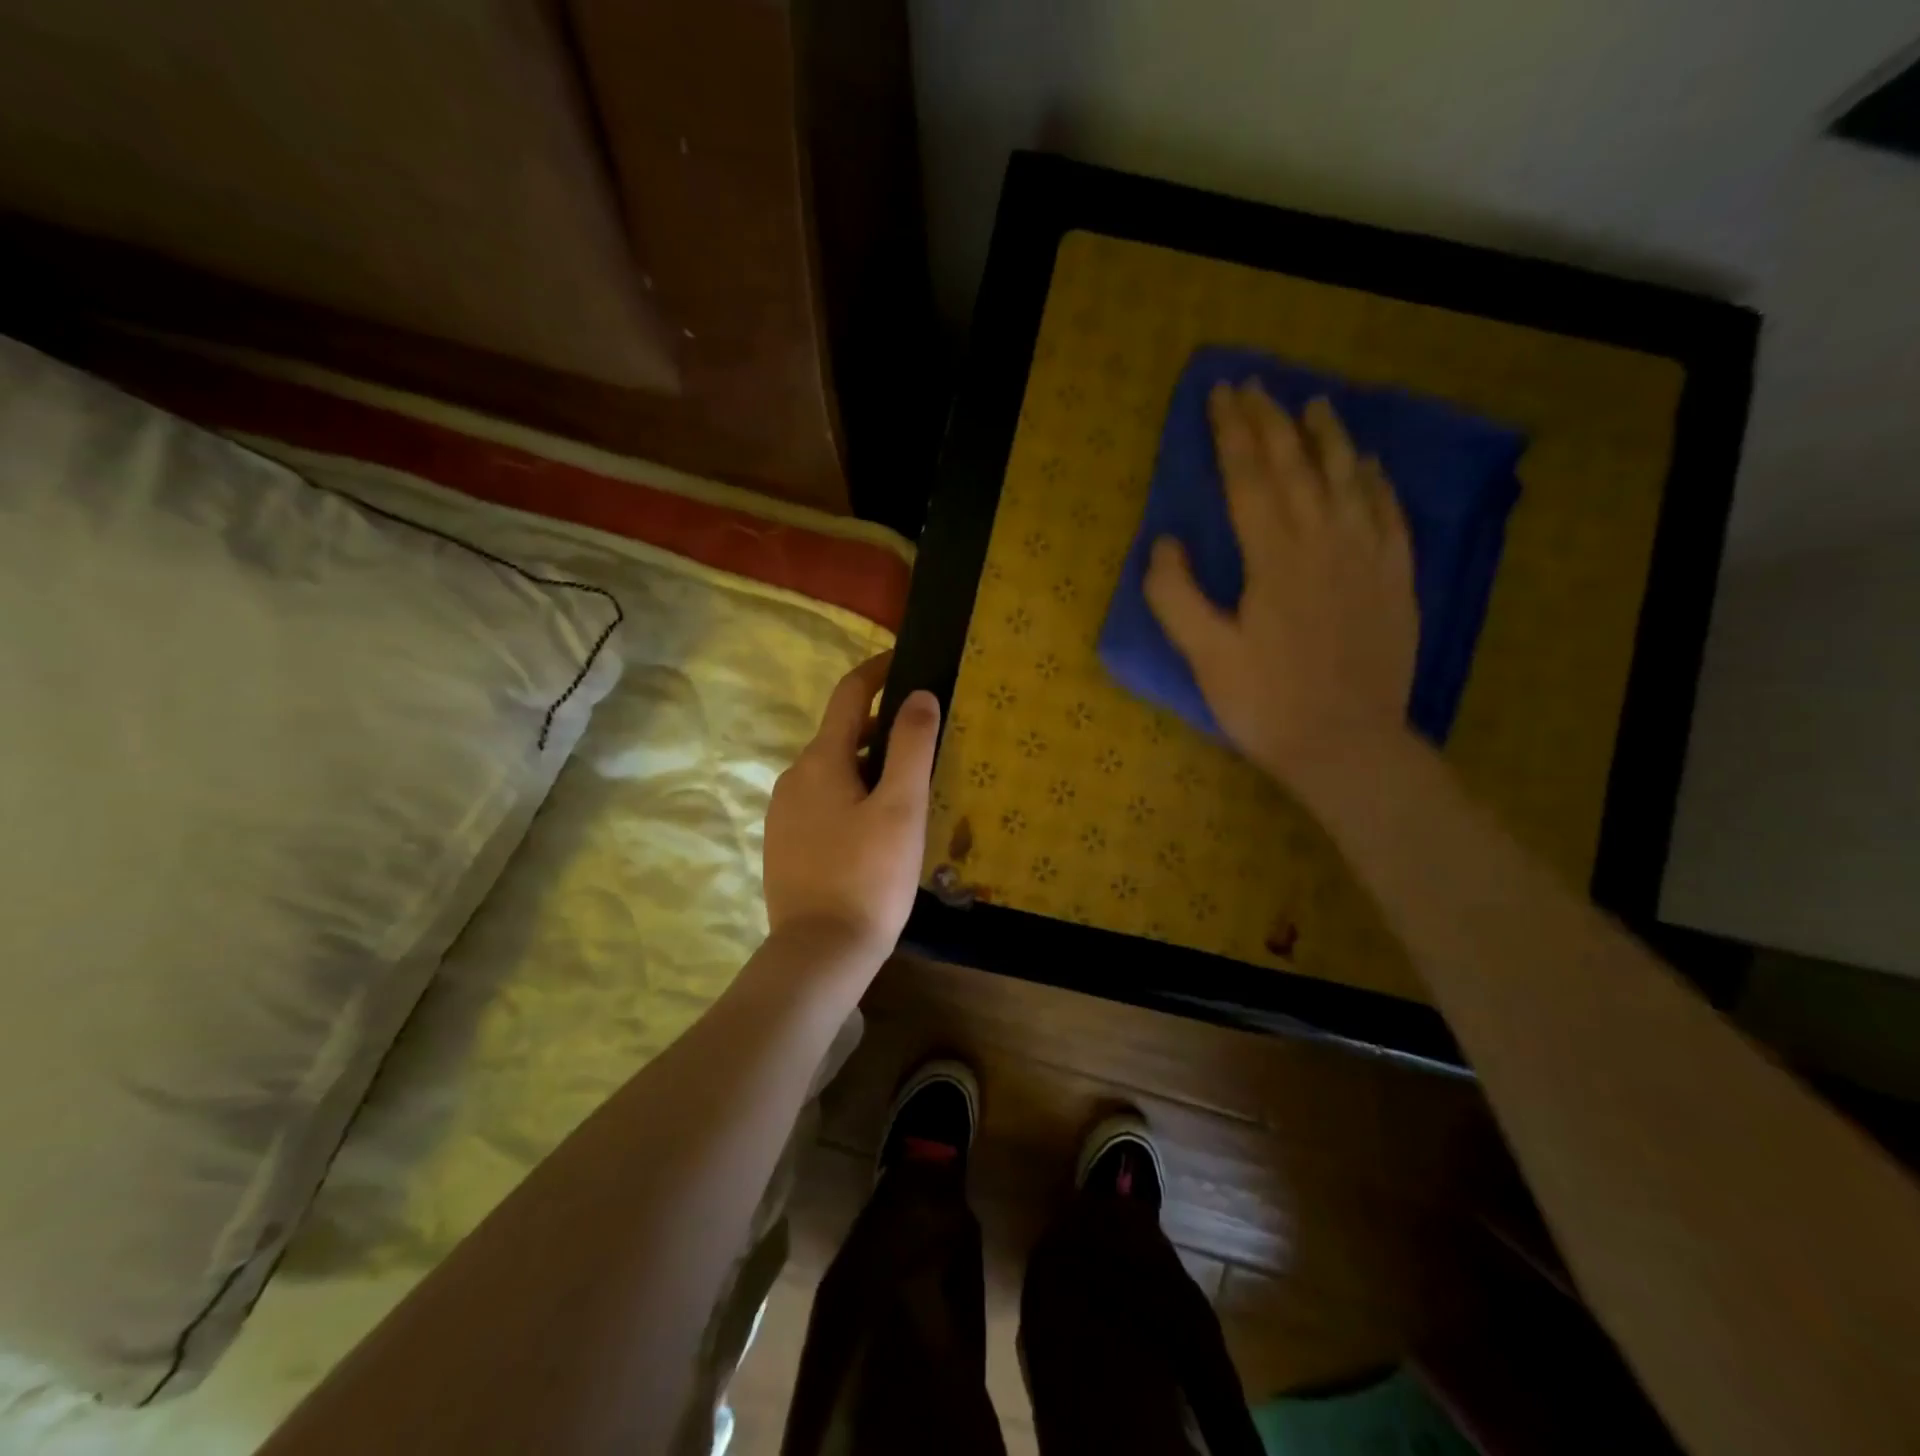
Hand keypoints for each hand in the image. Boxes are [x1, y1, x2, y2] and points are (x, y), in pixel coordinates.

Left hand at [763, 654, 940, 967]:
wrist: (819, 953)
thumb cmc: (868, 876)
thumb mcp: (901, 807)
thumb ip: (911, 745)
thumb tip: (919, 694)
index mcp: (820, 760)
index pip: (850, 694)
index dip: (879, 670)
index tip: (907, 659)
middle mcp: (793, 777)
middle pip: (843, 734)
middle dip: (883, 727)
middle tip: (927, 738)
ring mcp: (784, 813)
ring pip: (833, 771)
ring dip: (869, 765)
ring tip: (910, 786)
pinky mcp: (785, 844)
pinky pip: (823, 801)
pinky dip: (852, 795)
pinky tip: (878, 826)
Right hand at [1145, 381, 1417, 794]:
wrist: (1347, 746)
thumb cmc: (1266, 704)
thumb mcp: (1205, 656)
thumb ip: (1176, 596)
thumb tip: (1165, 543)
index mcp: (1275, 557)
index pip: (1249, 478)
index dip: (1232, 433)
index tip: (1220, 395)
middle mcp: (1326, 541)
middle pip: (1296, 467)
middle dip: (1271, 421)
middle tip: (1255, 386)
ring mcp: (1368, 558)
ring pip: (1348, 480)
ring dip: (1328, 438)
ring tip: (1315, 404)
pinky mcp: (1395, 580)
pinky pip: (1389, 515)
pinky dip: (1377, 483)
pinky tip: (1370, 466)